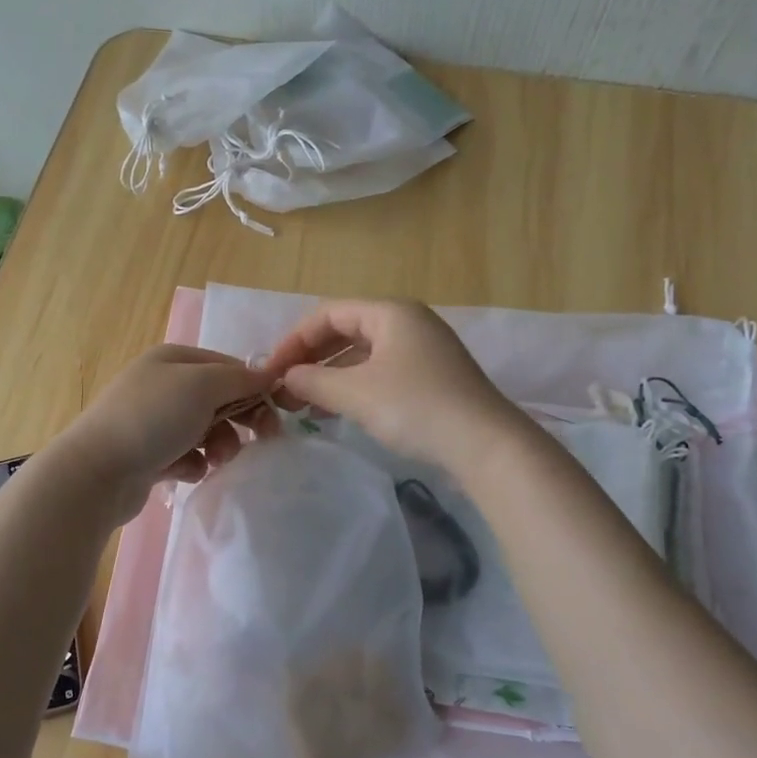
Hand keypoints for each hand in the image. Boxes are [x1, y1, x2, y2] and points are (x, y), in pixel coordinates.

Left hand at [55, 345, 273, 523]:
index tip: (275, 413)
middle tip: (261, 439)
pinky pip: (187, 456)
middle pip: (219, 399)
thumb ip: (240, 379)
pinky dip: (192, 464)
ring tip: (213, 460)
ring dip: (218, 445)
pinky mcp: (148, 455)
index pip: (227, 366)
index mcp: (172, 359)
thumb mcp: (203, 386)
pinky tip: (184, 472)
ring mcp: (152, 421)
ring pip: (206, 430)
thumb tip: (268, 375)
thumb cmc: (152, 419)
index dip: (254, 387)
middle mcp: (162, 385)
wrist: (96, 473)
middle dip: (239, 420)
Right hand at [267, 299, 523, 473]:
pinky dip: (353, 387)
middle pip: (345, 331)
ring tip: (302, 404)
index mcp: (391, 312)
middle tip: (284, 389)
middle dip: (311, 359)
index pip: (328, 313)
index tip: (271, 371)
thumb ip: (313, 381)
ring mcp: (423, 350)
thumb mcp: (355, 393)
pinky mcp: (431, 377)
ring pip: (362, 354)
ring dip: (329, 376)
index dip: (294, 340)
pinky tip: (335, 411)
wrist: (485, 445)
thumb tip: (285, 378)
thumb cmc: (415, 407)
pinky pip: (380, 372)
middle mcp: (408, 323)